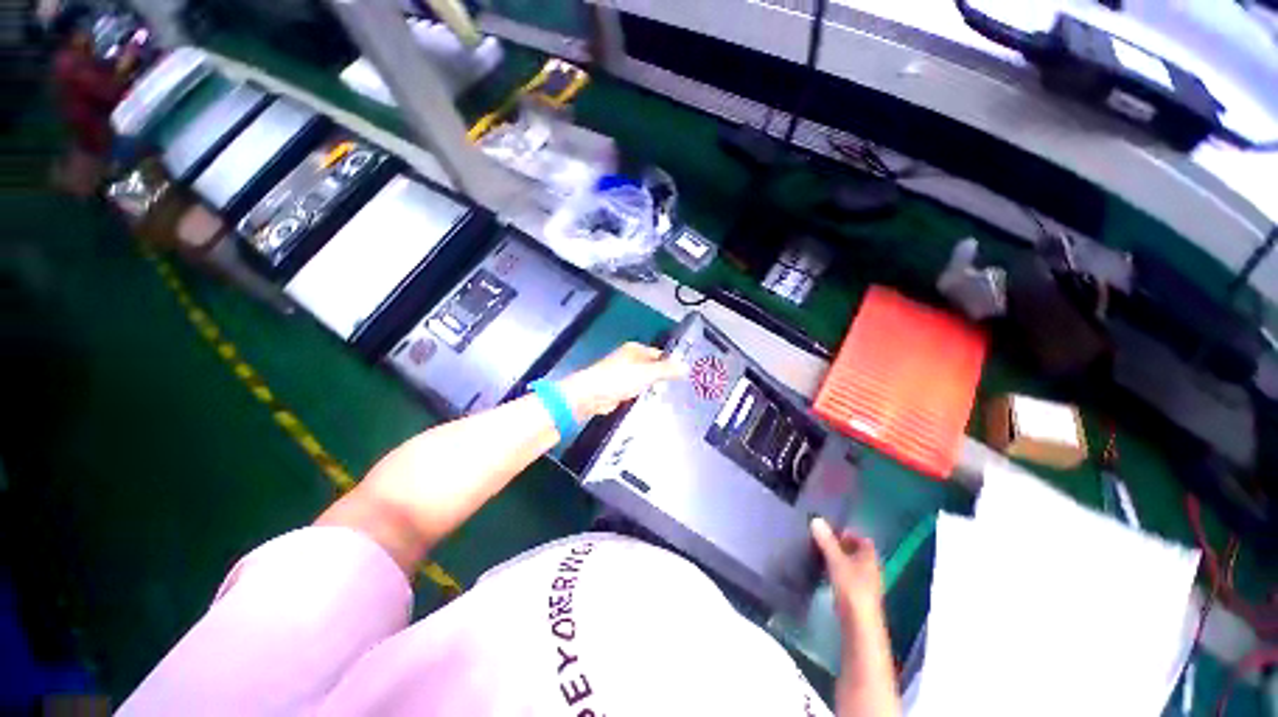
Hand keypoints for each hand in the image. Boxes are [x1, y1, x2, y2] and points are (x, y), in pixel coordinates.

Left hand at [560, 342, 683, 418]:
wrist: (592, 395)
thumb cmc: (620, 378)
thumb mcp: (647, 373)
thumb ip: (667, 370)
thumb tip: (686, 367)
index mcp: (635, 349)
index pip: (659, 354)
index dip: (670, 363)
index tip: (683, 376)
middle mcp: (629, 359)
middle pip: (651, 367)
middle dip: (662, 377)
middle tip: (679, 389)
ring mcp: (622, 374)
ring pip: (643, 380)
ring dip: (652, 387)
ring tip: (669, 397)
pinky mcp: (617, 388)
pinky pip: (635, 390)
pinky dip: (642, 395)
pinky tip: (651, 402)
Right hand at [812, 518, 884, 627]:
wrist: (859, 624)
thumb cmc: (851, 587)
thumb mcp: (836, 560)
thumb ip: (826, 541)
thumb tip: (816, 519)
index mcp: (869, 558)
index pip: (863, 540)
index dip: (850, 534)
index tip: (832, 531)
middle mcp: (871, 569)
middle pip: (857, 553)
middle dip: (842, 546)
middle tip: (822, 541)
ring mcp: (865, 584)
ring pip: (852, 566)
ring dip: (838, 559)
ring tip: (820, 555)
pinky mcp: (857, 597)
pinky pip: (847, 577)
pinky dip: (837, 572)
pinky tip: (825, 574)